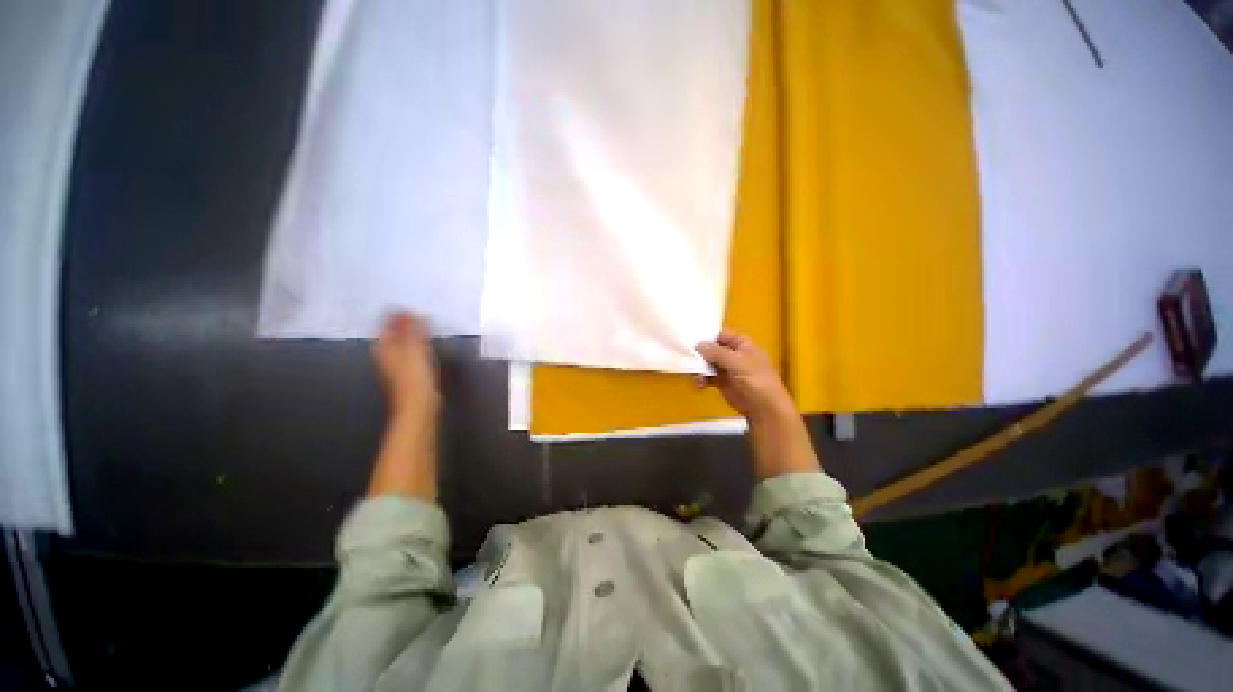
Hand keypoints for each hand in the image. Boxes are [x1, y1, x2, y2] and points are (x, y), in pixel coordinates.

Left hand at [368, 312, 439, 499]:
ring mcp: (393, 368)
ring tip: (424, 329)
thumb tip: (411, 311)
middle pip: (392, 334)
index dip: (397, 313)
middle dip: (403, 324)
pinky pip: (409, 356)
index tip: (411, 308)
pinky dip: (416, 350)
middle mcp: (384, 355)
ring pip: (401, 345)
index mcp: (382, 345)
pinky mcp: (406, 378)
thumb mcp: (413, 345)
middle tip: (418, 315)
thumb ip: (412, 327)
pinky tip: (425, 349)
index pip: (387, 321)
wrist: (418, 407)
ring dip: (410, 337)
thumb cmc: (413, 374)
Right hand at [696, 329, 820, 477]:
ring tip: (694, 377)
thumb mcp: (738, 363)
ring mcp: (728, 369)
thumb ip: (717, 353)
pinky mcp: (723, 383)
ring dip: (699, 368)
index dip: (707, 337)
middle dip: (700, 354)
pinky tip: (698, 385)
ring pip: (708, 363)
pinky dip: (702, 379)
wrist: (764, 409)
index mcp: (742, 343)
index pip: (721, 334)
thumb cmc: (756, 381)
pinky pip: (708, 377)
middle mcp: (734, 354)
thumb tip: (699, 344)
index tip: (691, 341)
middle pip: (712, 348)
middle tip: (688, 360)